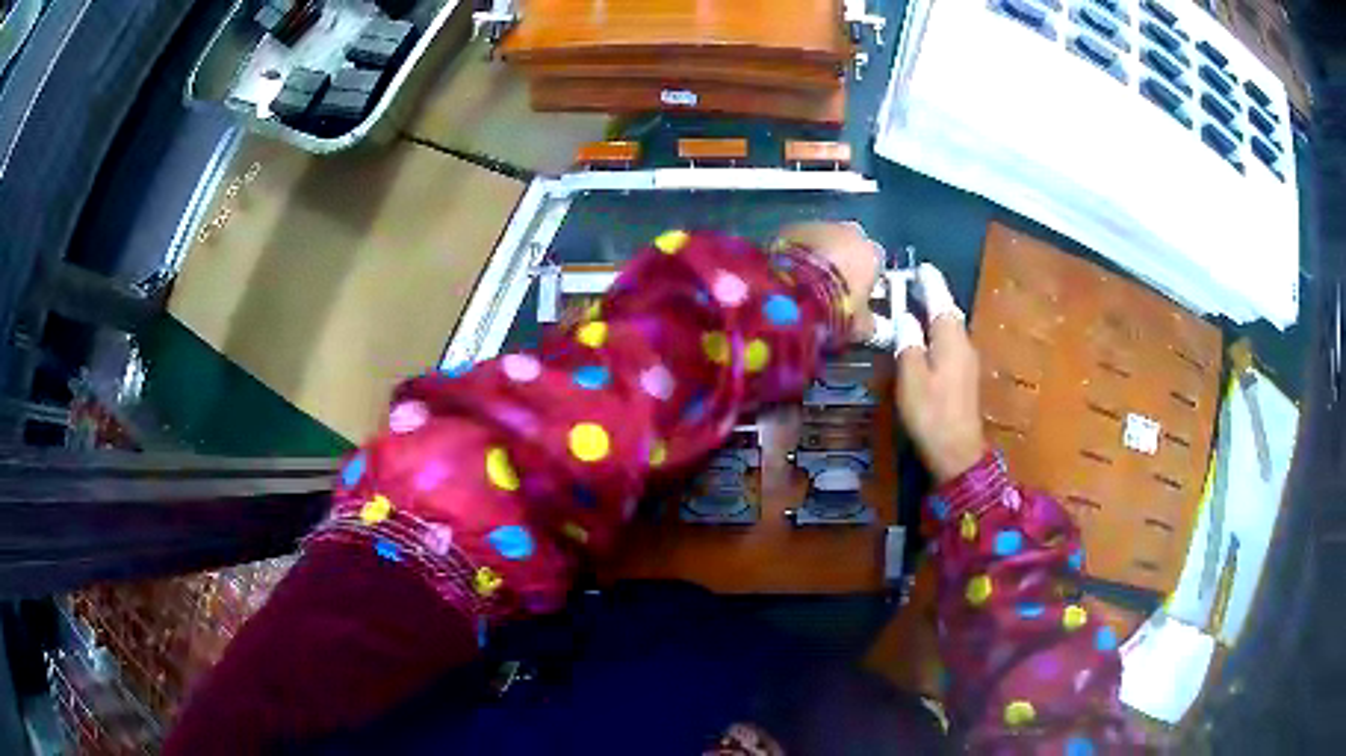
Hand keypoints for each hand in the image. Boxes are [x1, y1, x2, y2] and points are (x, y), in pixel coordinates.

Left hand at [775, 221, 879, 341]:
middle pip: (849, 243)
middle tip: (829, 284)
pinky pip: (797, 239)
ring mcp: (818, 225)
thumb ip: (867, 320)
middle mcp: (849, 232)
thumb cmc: (836, 309)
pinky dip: (795, 252)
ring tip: (804, 279)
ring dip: (817, 253)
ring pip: (822, 237)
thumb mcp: (859, 325)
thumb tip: (868, 322)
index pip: (875, 262)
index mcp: (872, 254)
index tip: (854, 294)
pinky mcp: (789, 226)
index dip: (864, 278)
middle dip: (841, 259)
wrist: (791, 292)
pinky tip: (786, 271)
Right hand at [893, 264, 985, 482]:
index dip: (929, 282)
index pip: (940, 299)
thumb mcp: (911, 376)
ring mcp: (967, 360)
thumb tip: (905, 317)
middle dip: (931, 296)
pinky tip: (923, 338)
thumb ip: (908, 342)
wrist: (957, 452)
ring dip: (933, 314)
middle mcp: (963, 343)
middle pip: (947, 311)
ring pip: (949, 327)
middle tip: (910, 284)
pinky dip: (936, 332)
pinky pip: (950, 342)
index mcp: (951, 338)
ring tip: (912, 306)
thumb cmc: (931, 413)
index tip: (919, 267)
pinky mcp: (964, 376)